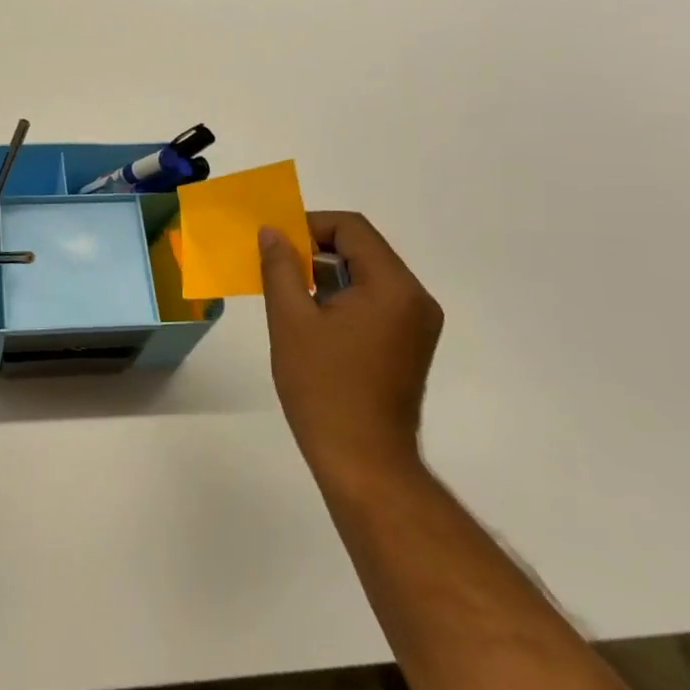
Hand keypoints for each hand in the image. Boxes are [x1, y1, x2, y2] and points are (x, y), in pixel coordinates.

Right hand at [259, 213, 443, 494]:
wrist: (364, 462)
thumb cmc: (323, 387)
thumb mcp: (290, 320)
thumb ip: (280, 267)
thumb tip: (272, 232)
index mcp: (393, 286)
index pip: (352, 228)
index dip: (310, 226)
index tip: (276, 243)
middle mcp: (415, 298)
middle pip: (363, 249)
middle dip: (316, 250)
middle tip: (277, 266)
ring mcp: (417, 324)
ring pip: (368, 275)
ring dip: (327, 275)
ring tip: (288, 293)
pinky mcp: (410, 344)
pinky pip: (375, 301)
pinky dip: (343, 298)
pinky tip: (312, 318)